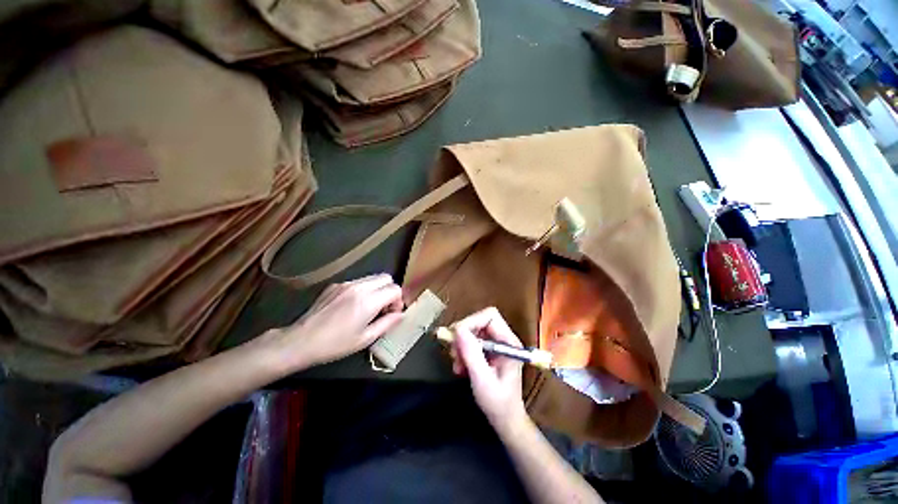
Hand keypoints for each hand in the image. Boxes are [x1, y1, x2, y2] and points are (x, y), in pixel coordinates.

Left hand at [267, 274, 404, 370]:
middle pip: (386, 278)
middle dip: (390, 291)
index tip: (392, 313)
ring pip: (372, 278)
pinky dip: (363, 290)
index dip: (398, 301)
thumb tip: (401, 315)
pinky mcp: (335, 285)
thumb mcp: (365, 339)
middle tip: (383, 308)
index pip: (395, 288)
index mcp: (368, 300)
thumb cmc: (335, 344)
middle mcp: (359, 286)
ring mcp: (346, 283)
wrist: (300, 341)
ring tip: (368, 308)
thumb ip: (387, 323)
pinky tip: (352, 306)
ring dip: (377, 290)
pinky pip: (358, 282)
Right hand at [450, 307, 527, 432]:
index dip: (471, 321)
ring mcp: (495, 344)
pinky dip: (462, 352)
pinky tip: (460, 368)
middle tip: (454, 353)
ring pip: (473, 331)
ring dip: (461, 345)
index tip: (456, 336)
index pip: (490, 316)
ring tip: (457, 364)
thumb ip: (471, 354)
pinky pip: (471, 342)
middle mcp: (503, 338)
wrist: (505, 420)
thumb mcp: (483, 380)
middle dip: (464, 335)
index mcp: (508, 342)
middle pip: (479, 321)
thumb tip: (458, 329)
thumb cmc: (498, 403)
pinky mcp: (488, 351)